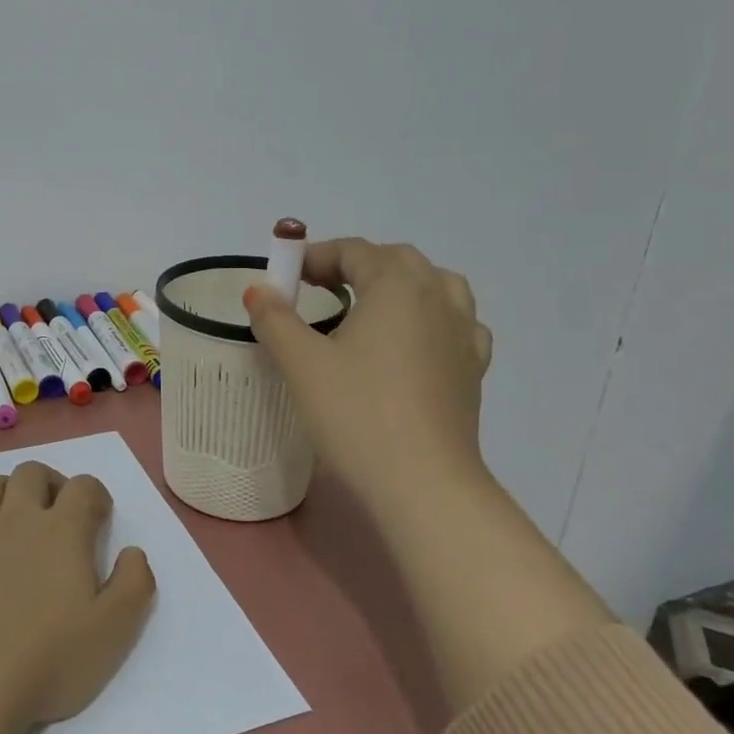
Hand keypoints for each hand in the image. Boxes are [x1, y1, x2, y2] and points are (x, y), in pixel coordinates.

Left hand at [0, 461, 156, 730]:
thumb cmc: (50, 659)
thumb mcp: (115, 630)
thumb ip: (135, 583)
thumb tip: (133, 552)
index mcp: (63, 530)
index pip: (84, 486)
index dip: (96, 495)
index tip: (99, 519)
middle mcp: (18, 518)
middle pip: (32, 472)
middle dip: (50, 483)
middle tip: (58, 514)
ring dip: (7, 492)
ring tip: (16, 520)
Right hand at [245, 239, 493, 515]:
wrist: (423, 483)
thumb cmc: (356, 413)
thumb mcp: (302, 363)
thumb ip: (275, 318)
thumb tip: (259, 290)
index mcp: (398, 283)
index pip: (353, 251)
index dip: (313, 257)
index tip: (283, 278)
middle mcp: (438, 295)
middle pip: (394, 261)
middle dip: (353, 267)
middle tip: (316, 290)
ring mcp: (464, 332)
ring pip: (432, 287)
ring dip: (396, 287)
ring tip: (367, 308)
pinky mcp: (473, 368)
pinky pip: (452, 324)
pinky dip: (427, 320)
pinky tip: (410, 343)